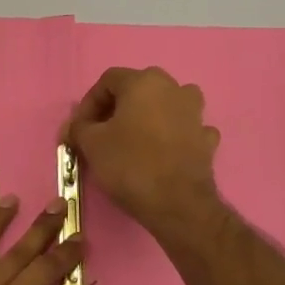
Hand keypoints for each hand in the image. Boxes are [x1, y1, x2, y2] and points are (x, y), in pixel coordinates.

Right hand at [65, 66, 222, 234]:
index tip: (80, 129)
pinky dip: (172, 136)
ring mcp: (195, 113)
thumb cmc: (130, 164)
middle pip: (138, 89)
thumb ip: (79, 127)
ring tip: (134, 139)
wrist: (177, 203)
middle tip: (103, 133)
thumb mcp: (91, 144)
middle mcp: (173, 88)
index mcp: (143, 82)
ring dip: (149, 117)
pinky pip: (185, 129)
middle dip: (117, 108)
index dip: (89, 104)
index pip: (107, 81)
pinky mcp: (207, 139)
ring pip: (166, 105)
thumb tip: (77, 126)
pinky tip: (162, 153)